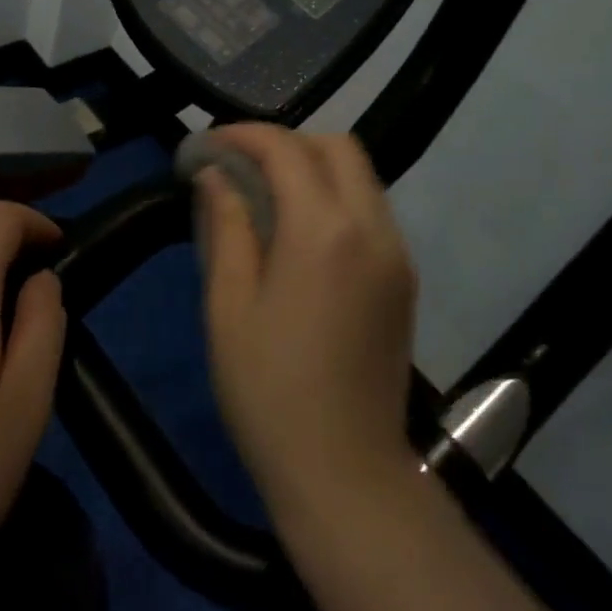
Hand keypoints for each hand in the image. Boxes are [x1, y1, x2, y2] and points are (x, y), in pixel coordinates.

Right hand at [195, 125, 419, 523]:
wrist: (347, 474)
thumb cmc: (270, 393)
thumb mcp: (228, 306)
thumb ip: (225, 226)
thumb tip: (216, 176)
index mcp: (325, 231)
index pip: (287, 149)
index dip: (243, 136)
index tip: (207, 146)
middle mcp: (372, 227)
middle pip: (337, 147)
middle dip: (285, 143)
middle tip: (239, 167)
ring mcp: (396, 252)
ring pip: (360, 175)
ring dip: (312, 167)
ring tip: (264, 195)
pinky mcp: (404, 277)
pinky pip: (370, 209)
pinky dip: (334, 197)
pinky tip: (298, 232)